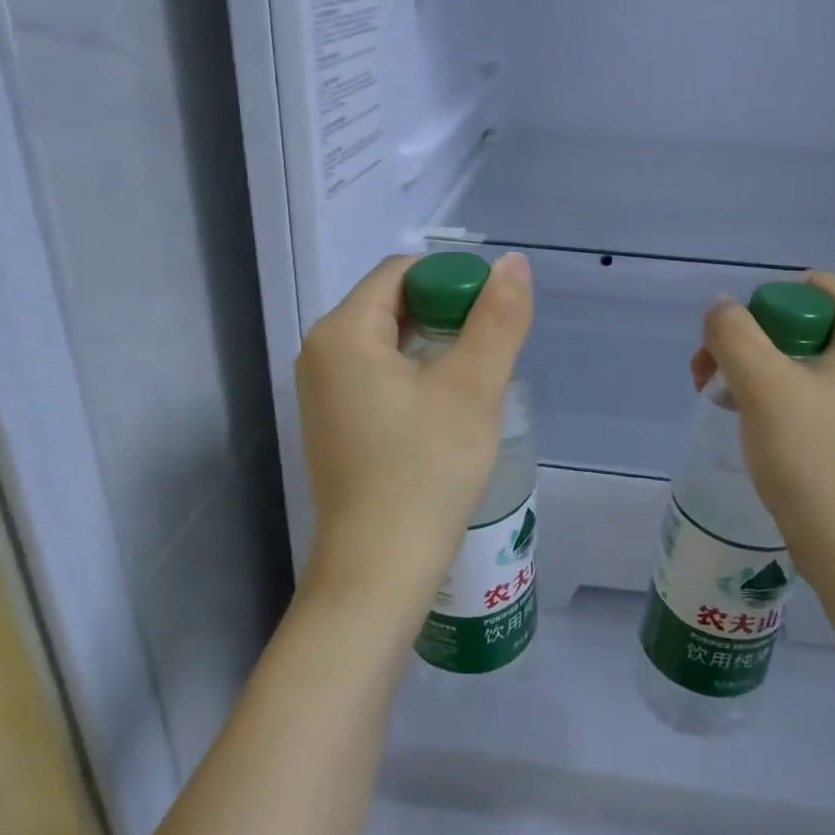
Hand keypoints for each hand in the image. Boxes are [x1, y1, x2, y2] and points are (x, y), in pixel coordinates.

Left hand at [295, 252, 533, 629]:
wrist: (378, 571)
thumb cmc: (424, 473)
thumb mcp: (472, 389)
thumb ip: (497, 320)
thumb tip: (513, 264)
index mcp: (343, 332)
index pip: (402, 272)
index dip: (453, 279)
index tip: (494, 314)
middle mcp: (321, 353)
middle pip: (393, 303)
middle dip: (447, 313)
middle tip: (492, 346)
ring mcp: (324, 391)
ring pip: (389, 340)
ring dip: (436, 344)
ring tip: (478, 375)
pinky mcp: (336, 422)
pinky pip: (380, 374)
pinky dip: (417, 373)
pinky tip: (449, 403)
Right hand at [692, 273, 834, 588]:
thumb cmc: (816, 458)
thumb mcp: (762, 385)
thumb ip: (733, 333)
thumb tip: (721, 308)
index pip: (816, 285)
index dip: (766, 301)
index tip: (735, 340)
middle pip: (806, 322)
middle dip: (753, 339)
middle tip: (715, 372)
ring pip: (806, 361)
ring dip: (758, 370)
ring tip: (723, 400)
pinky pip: (816, 395)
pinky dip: (780, 398)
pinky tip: (753, 426)